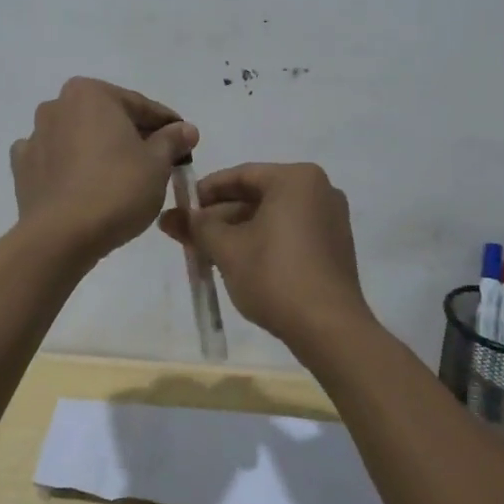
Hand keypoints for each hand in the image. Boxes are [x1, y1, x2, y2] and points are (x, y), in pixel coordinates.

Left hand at [10, 78, 197, 260]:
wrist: (61, 236)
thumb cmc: (117, 189)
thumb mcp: (157, 164)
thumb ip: (172, 140)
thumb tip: (186, 129)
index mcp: (91, 93)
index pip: (140, 106)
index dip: (167, 125)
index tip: (185, 141)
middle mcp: (57, 105)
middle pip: (107, 118)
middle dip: (132, 135)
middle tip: (158, 161)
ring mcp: (35, 136)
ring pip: (79, 137)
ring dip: (99, 149)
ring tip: (122, 176)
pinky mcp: (23, 167)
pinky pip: (55, 160)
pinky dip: (70, 167)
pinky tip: (83, 184)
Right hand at [159, 162, 372, 348]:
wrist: (329, 328)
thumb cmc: (275, 276)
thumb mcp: (227, 249)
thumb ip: (196, 227)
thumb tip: (168, 216)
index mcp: (296, 179)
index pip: (241, 175)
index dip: (206, 191)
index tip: (182, 209)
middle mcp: (319, 190)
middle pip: (258, 195)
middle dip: (221, 216)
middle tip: (190, 235)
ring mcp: (331, 218)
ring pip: (273, 216)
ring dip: (239, 230)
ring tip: (208, 252)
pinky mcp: (335, 246)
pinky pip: (291, 232)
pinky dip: (264, 241)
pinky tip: (240, 262)